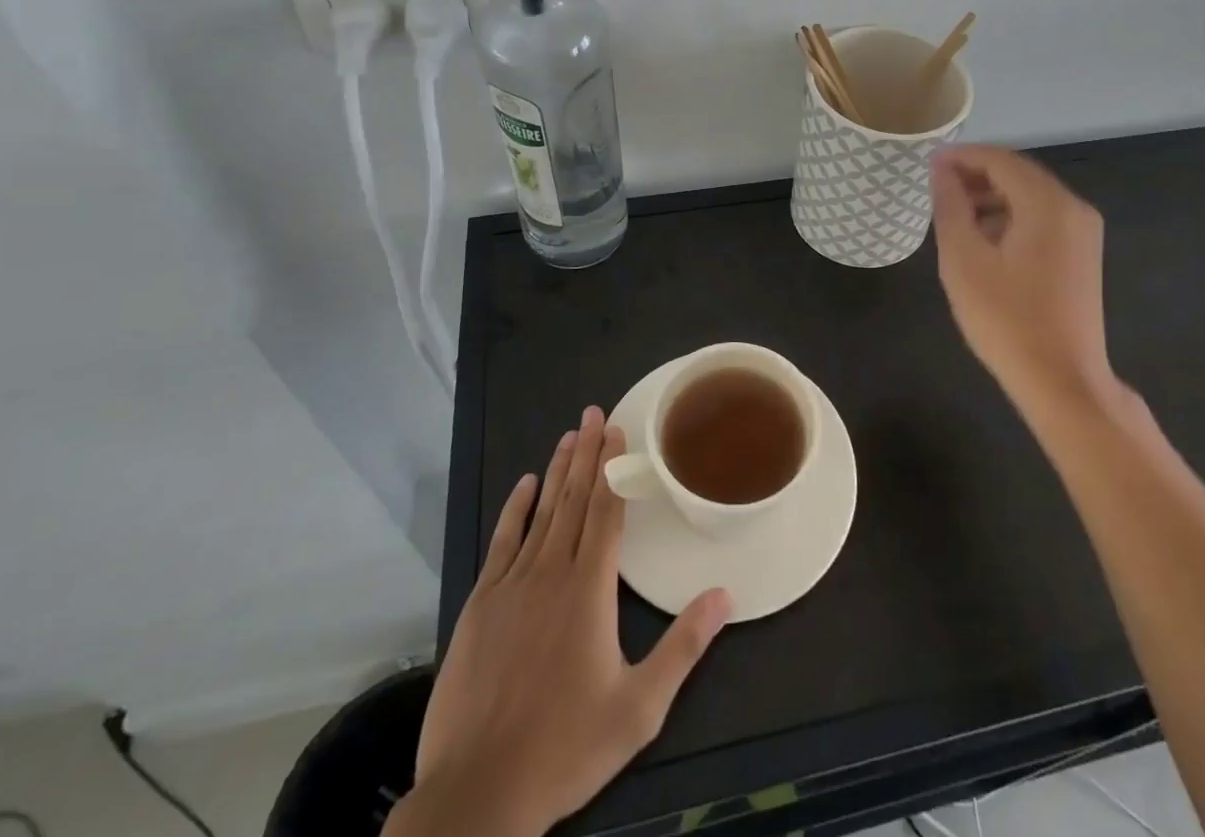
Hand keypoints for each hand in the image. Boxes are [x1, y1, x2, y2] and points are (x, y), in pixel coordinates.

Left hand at [395, 408, 731, 836]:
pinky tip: (524, 484)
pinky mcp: (480, 605)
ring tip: (569, 435)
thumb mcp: (639, 708)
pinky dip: (515, 510)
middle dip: (587, 453)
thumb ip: (684, 647)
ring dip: (558, 471)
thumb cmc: (565, 748)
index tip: (618, 430)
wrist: (478, 793)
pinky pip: (502, 542)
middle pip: (574, 500)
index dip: (614, 468)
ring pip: (541, 513)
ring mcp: (511, 586)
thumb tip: (725, 595)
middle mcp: (551, 573)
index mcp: (590, 590)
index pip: (606, 512)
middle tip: (595, 412)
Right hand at [930, 145, 1121, 415]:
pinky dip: (1011, 216)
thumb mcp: (964, 259)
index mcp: (1048, 204)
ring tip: (954, 213)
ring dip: (992, 196)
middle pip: (1018, 174)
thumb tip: (942, 170)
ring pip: (1030, 196)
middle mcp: (1073, 208)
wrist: (1061, 381)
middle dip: (976, 175)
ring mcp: (1083, 232)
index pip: (1000, 160)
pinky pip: (1042, 218)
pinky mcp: (1082, 255)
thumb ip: (950, 206)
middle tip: (937, 188)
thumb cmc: (1006, 319)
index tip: (928, 164)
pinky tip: (984, 238)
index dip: (962, 156)